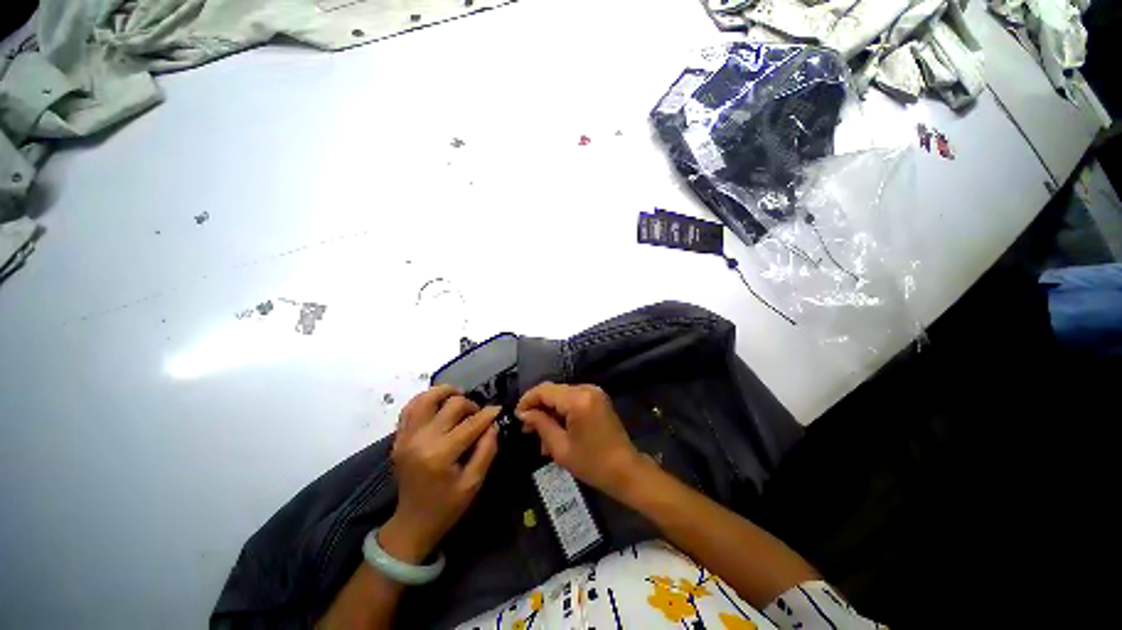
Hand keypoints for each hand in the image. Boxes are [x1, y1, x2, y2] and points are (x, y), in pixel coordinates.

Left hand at [381, 386, 499, 562]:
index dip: (488, 414)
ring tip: (459, 397)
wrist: (412, 523)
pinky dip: (426, 399)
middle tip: (478, 416)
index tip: (498, 410)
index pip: (470, 424)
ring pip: (427, 398)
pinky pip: (410, 408)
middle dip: (470, 405)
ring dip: (445, 393)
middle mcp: (421, 440)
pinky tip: (439, 403)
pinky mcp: (398, 438)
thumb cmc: (447, 506)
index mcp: (440, 455)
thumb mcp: (474, 483)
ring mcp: (406, 437)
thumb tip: (493, 424)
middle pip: (451, 405)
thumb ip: (487, 450)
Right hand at [516, 382, 641, 497]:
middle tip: (527, 429)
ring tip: (542, 438)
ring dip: (550, 412)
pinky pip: (573, 400)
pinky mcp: (597, 399)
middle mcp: (587, 389)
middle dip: (538, 408)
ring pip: (562, 396)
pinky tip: (556, 432)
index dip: (527, 400)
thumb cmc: (592, 463)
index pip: (544, 390)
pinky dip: (562, 412)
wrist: (625, 470)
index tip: (517, 416)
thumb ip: (540, 424)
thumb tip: (524, 413)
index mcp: (578, 400)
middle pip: (553, 391)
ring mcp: (594, 392)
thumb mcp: (560, 447)